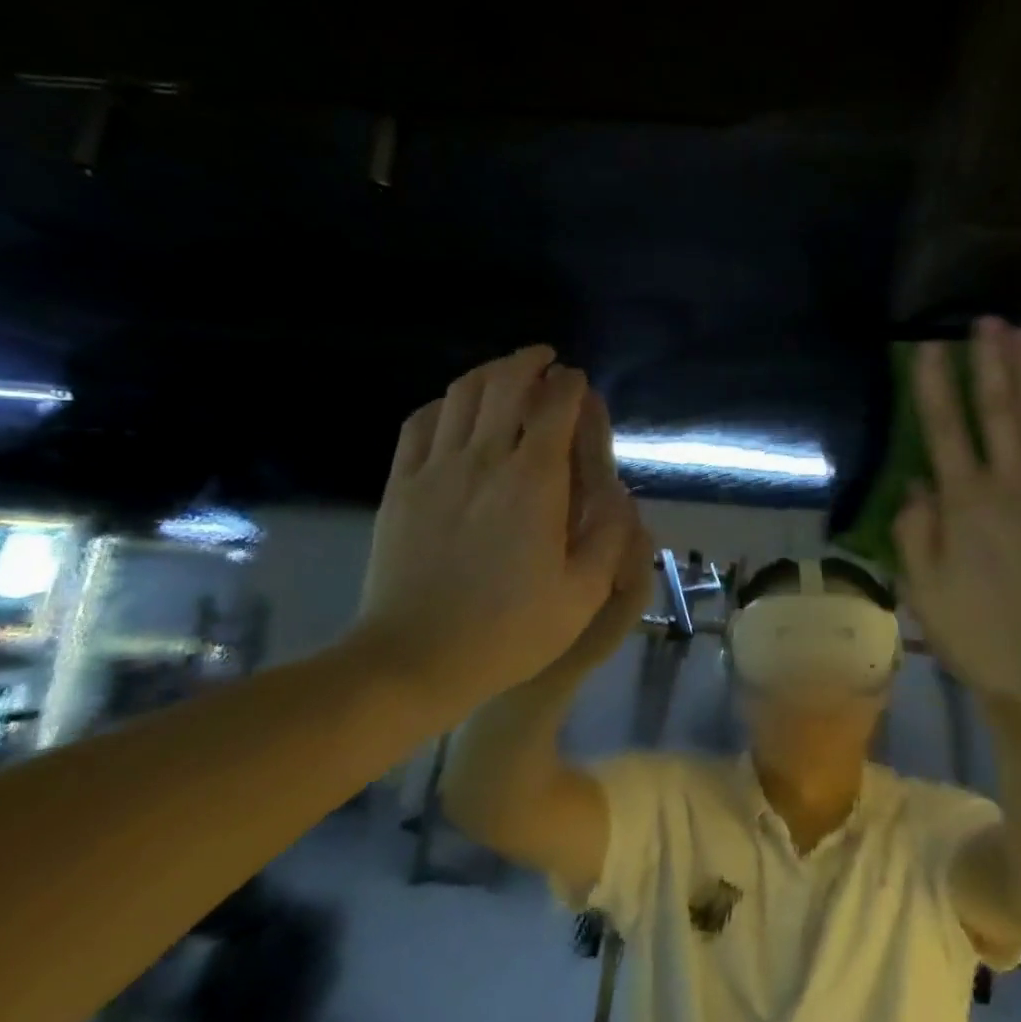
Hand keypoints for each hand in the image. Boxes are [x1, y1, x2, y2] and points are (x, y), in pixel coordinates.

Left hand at [350, 346, 634, 715]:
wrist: (413, 659)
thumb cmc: (508, 631)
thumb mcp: (583, 594)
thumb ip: (610, 536)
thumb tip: (619, 492)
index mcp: (534, 482)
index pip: (555, 407)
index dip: (571, 386)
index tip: (580, 382)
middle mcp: (484, 460)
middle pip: (505, 384)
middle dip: (530, 363)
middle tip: (546, 361)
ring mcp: (435, 469)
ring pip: (462, 394)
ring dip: (490, 373)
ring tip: (507, 374)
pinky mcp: (401, 485)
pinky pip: (420, 422)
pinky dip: (445, 403)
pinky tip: (456, 409)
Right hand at [894, 319, 1020, 708]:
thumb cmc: (991, 636)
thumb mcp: (928, 595)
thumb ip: (916, 535)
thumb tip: (916, 486)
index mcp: (966, 504)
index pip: (945, 430)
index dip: (934, 387)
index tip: (929, 349)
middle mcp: (1011, 482)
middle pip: (998, 409)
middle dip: (988, 362)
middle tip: (985, 322)